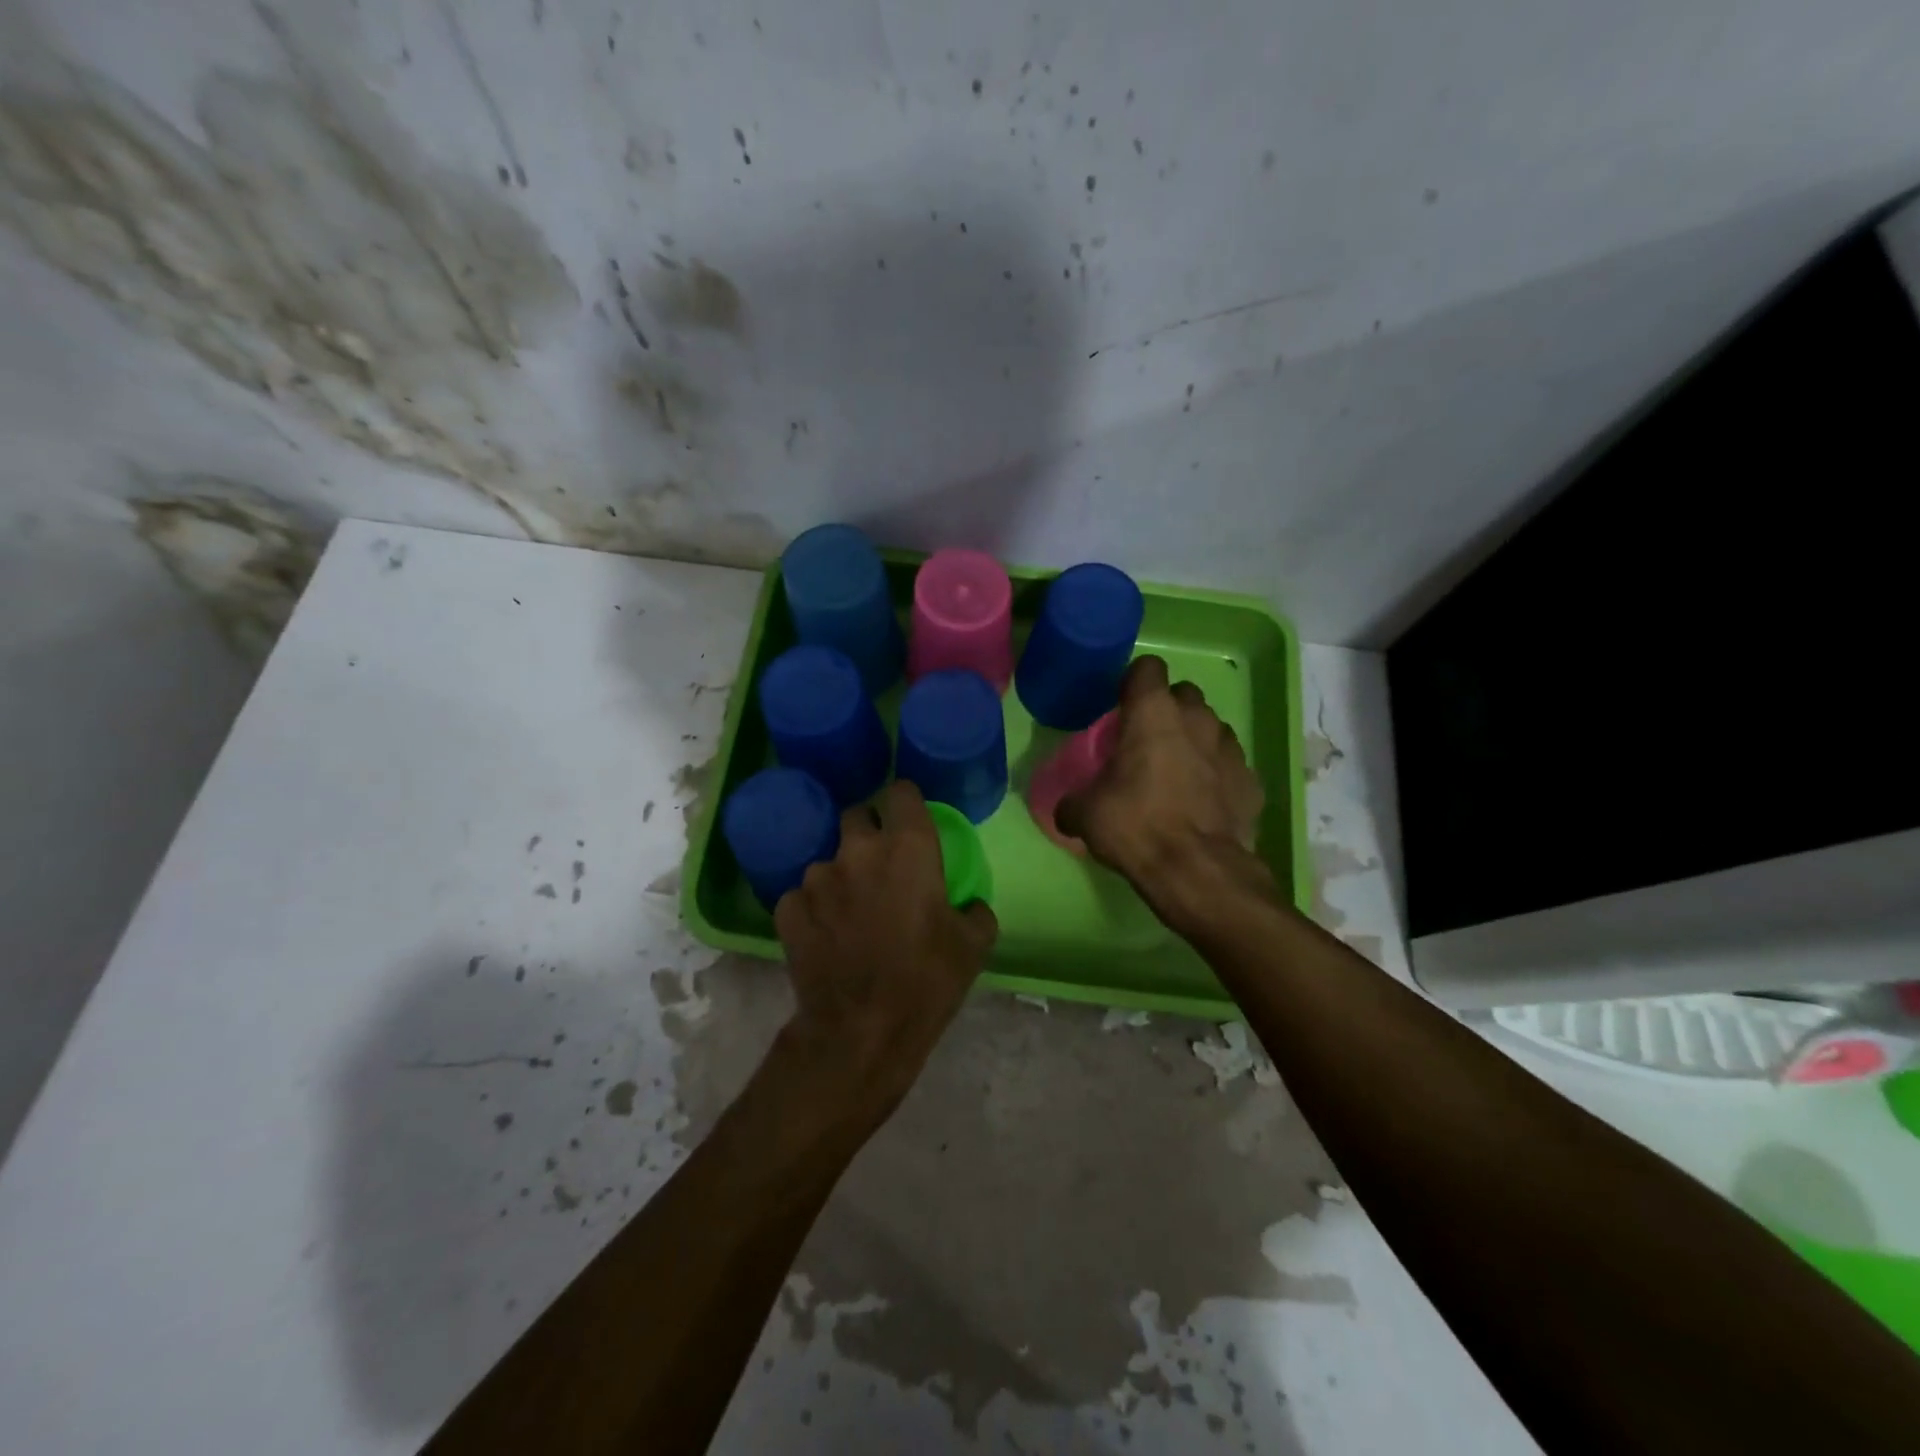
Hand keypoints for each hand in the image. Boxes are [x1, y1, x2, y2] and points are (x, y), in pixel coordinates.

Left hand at [772, 780, 997, 1127]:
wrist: (862, 1030)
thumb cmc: (927, 980)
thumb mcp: (974, 945)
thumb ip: (975, 911)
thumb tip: (969, 905)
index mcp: (908, 847)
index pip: (901, 791)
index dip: (906, 803)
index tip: (910, 821)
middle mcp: (858, 850)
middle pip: (857, 815)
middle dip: (868, 832)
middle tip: (880, 866)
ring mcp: (817, 878)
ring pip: (828, 860)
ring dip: (841, 876)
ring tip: (851, 911)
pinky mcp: (788, 908)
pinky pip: (802, 895)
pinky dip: (814, 908)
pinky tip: (825, 935)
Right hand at [1058, 655, 1267, 914]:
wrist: (1198, 871)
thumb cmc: (1136, 826)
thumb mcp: (1085, 815)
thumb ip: (1073, 803)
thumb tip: (1067, 810)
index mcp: (1153, 714)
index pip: (1147, 668)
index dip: (1134, 682)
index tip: (1121, 705)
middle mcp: (1197, 719)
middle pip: (1184, 694)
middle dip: (1167, 710)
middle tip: (1146, 741)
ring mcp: (1230, 748)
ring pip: (1211, 727)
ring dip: (1194, 740)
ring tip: (1176, 772)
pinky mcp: (1251, 780)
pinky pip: (1230, 765)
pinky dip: (1217, 775)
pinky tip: (1203, 802)